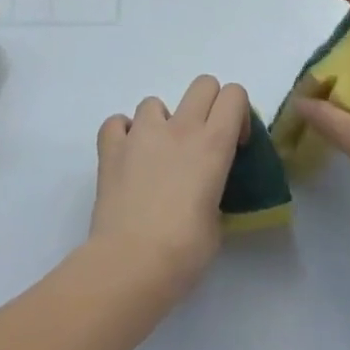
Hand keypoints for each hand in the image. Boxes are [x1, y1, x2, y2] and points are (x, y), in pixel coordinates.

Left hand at [91, 75, 249, 305]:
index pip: (234, 94)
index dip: (238, 113)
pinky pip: (116, 123)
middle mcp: (180, 128)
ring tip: (158, 155)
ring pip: (155, 102)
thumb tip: (201, 193)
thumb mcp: (216, 220)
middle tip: (202, 142)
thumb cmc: (184, 251)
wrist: (129, 265)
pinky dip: (123, 134)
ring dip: (161, 122)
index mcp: (213, 144)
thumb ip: (213, 191)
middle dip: (207, 105)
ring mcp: (142, 134)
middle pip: (202, 84)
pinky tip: (127, 157)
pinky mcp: (111, 149)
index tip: (234, 144)